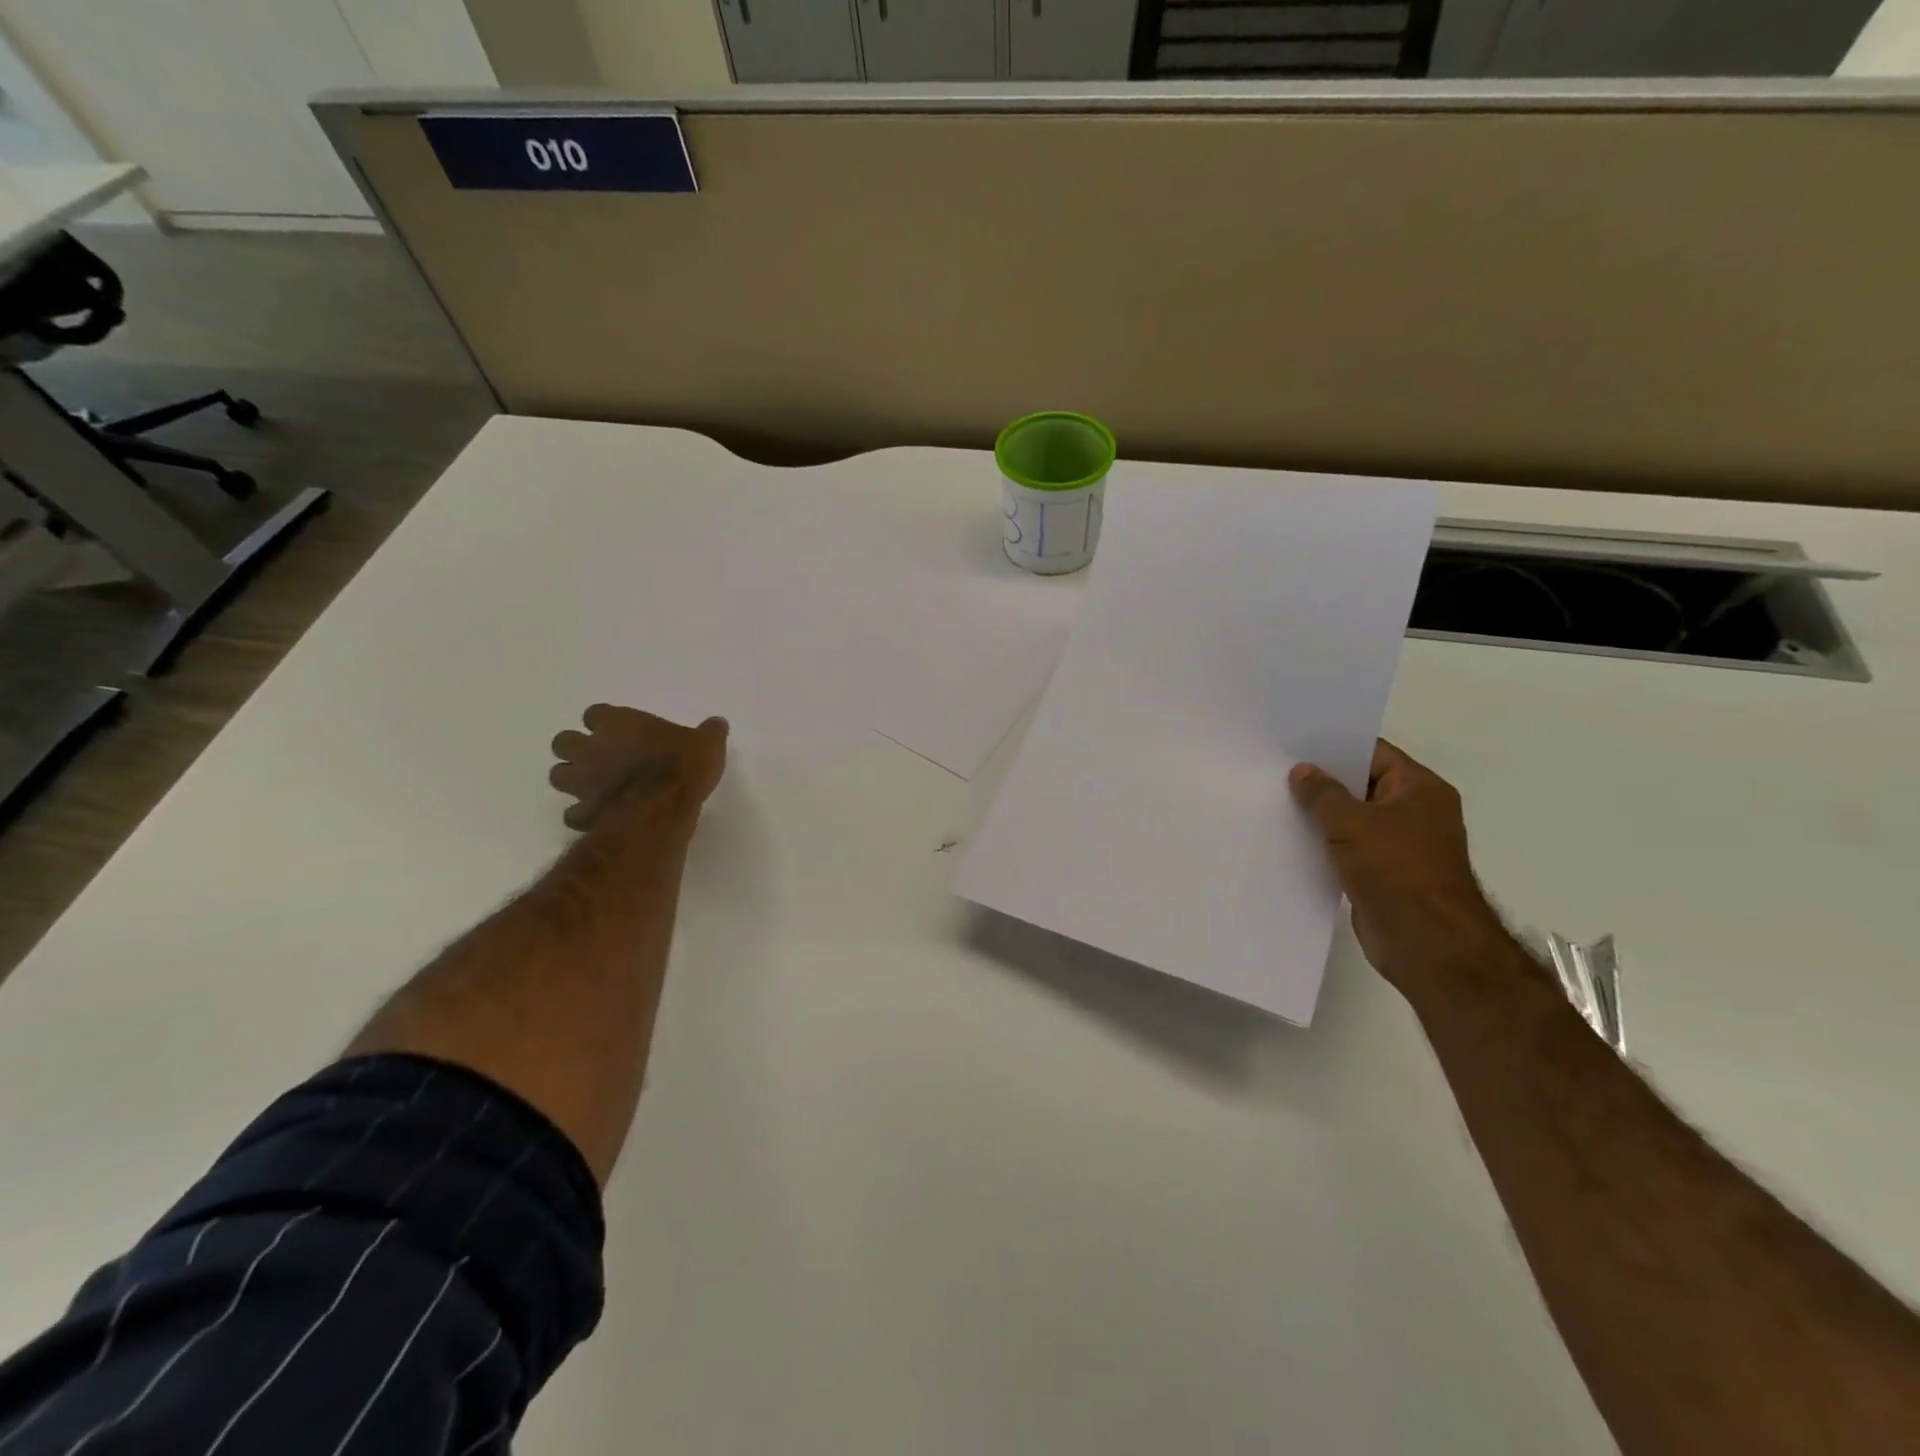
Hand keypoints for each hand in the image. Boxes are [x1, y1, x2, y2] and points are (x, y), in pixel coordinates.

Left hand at [549, 705, 728, 831]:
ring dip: (572, 779)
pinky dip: (582, 815)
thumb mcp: (707, 744)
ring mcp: (583, 781)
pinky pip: (573, 814)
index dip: (604, 722)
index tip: (619, 730)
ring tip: (593, 786)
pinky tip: (597, 817)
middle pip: (563, 741)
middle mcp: (592, 748)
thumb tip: (717, 723)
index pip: (595, 713)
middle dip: (576, 748)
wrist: (660, 808)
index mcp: (618, 723)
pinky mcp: (584, 812)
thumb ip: (709, 732)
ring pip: (558, 775)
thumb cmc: (682, 767)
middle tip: (599, 757)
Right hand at [1289, 740, 1512, 998]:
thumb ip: (1323, 793)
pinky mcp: (1383, 875)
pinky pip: (1348, 849)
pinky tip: (1290, 839)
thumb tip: (1302, 771)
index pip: (1373, 753)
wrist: (1426, 943)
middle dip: (1322, 781)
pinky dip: (1324, 844)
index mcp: (1419, 789)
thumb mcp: (1351, 822)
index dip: (1334, 746)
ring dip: (1320, 816)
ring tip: (1275, 802)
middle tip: (1275, 771)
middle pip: (1361, 785)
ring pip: (1352, 819)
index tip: (1293, 744)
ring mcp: (1399, 846)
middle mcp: (1414, 812)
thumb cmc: (1396, 870)